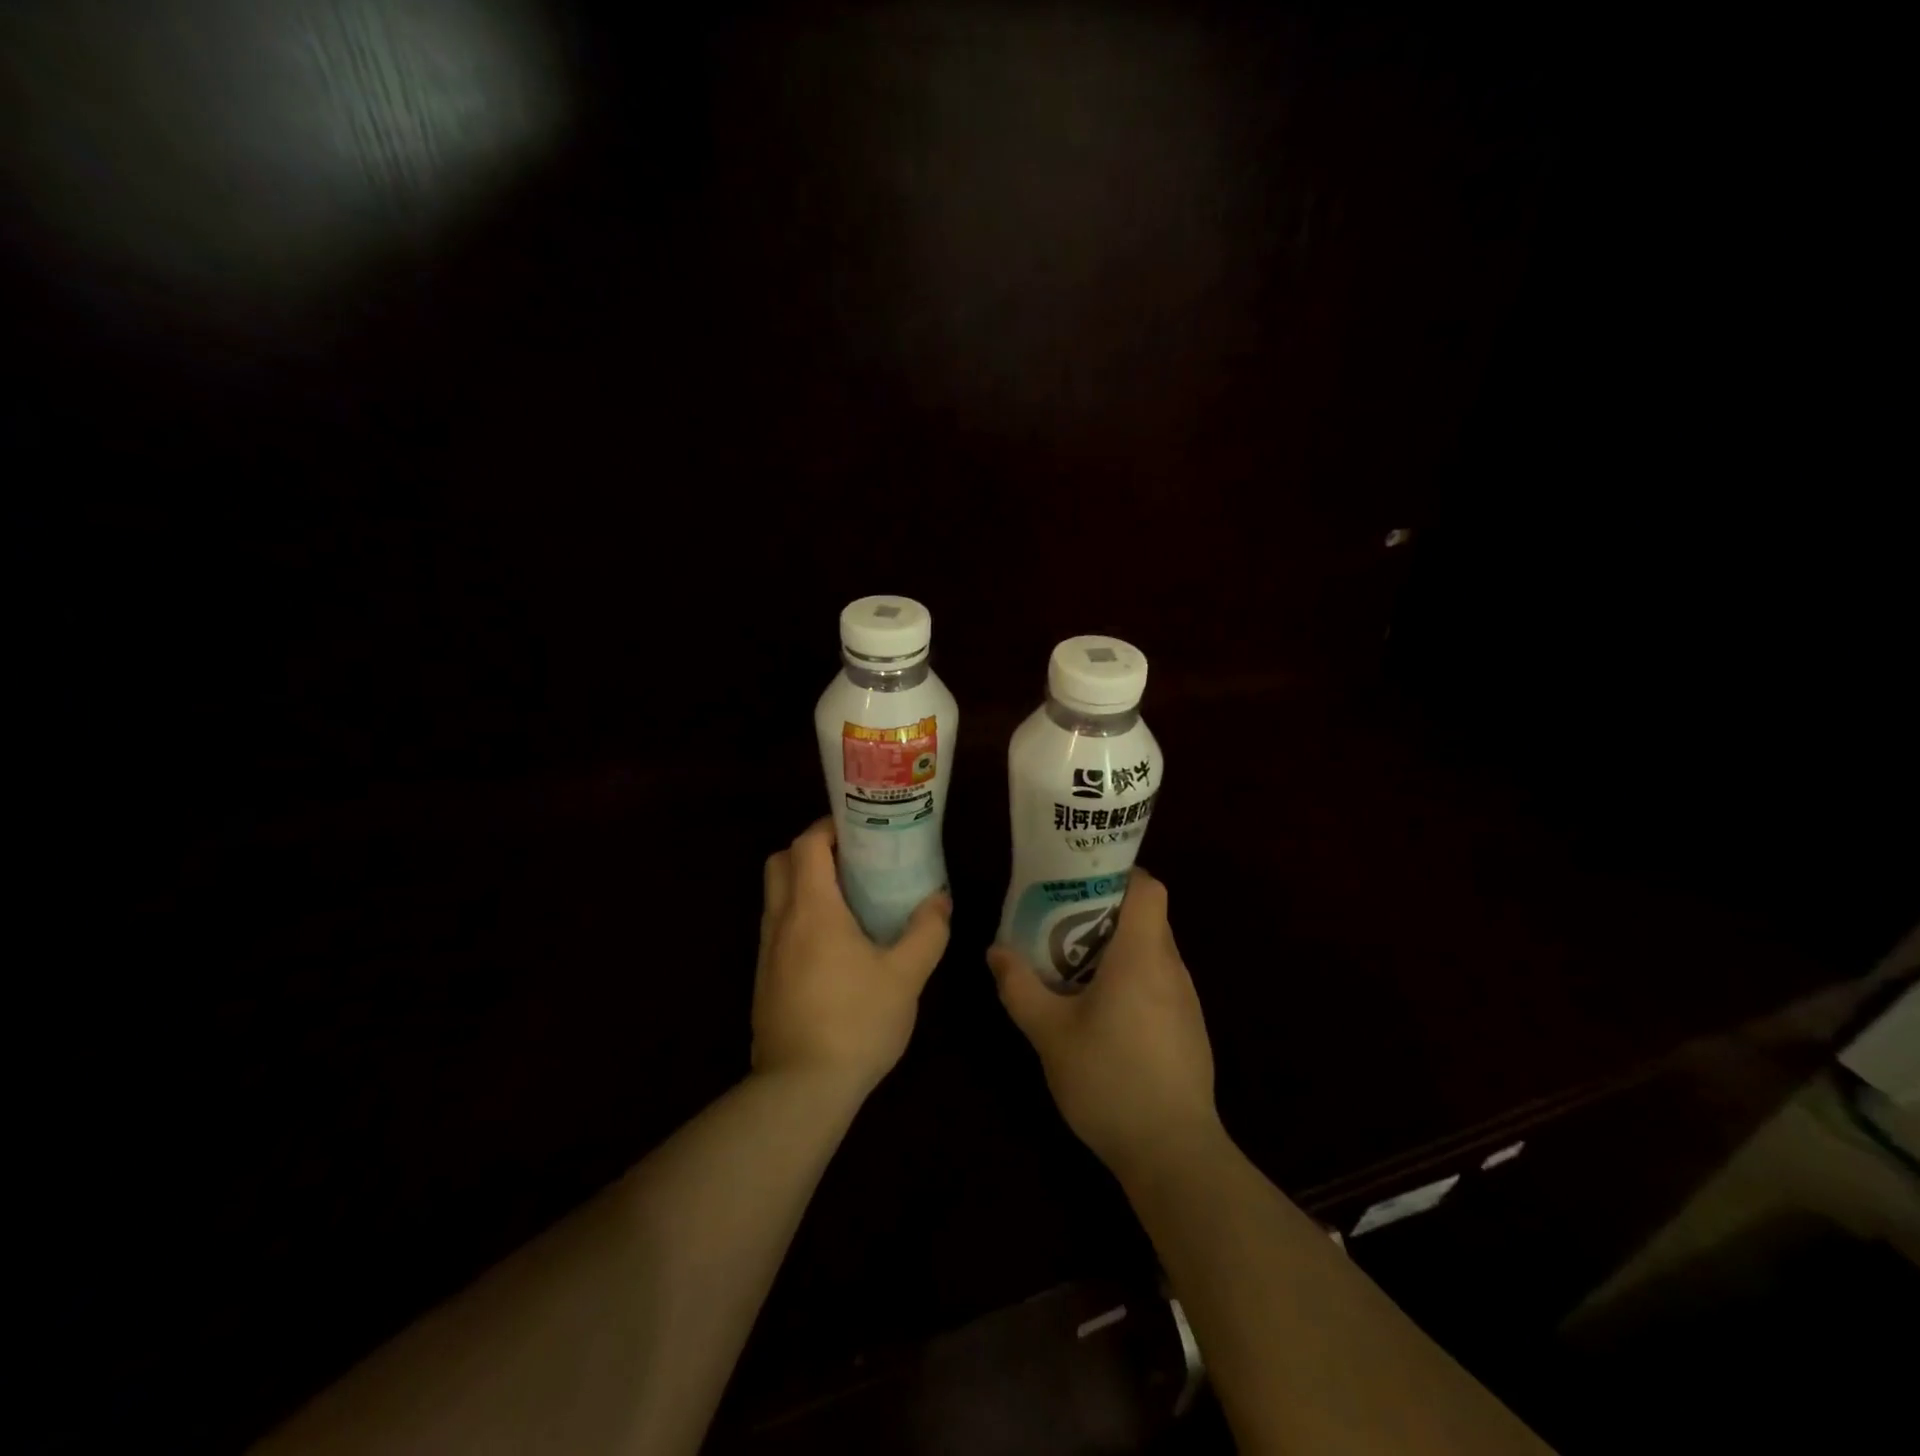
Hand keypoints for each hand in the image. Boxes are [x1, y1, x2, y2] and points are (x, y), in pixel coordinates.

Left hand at [753, 818, 950, 1099]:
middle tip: (851, 861)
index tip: (860, 831)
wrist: (801, 1089)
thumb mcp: (906, 976)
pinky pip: (777, 928)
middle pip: (780, 862)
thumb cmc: (856, 1022)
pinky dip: (799, 917)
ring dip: (804, 885)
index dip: (829, 828)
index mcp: (813, 909)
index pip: (807, 845)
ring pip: (776, 896)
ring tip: (849, 899)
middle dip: (811, 851)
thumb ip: (927, 932)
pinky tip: (834, 944)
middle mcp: (781, 921)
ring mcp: (767, 952)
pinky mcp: (764, 979)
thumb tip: (939, 901)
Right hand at [988, 869, 1221, 1179]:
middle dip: (1106, 913)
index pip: (1148, 887)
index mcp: (1142, 955)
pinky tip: (1104, 1013)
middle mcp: (1171, 968)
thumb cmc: (1109, 1080)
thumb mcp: (1050, 1034)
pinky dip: (1133, 980)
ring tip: (1075, 967)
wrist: (1174, 1154)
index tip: (1082, 882)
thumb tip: (996, 951)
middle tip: (1061, 924)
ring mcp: (1187, 1000)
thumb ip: (1019, 987)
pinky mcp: (1190, 1029)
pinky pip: (1160, 983)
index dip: (1120, 875)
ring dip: (1118, 949)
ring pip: (1153, 951)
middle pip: (1147, 917)